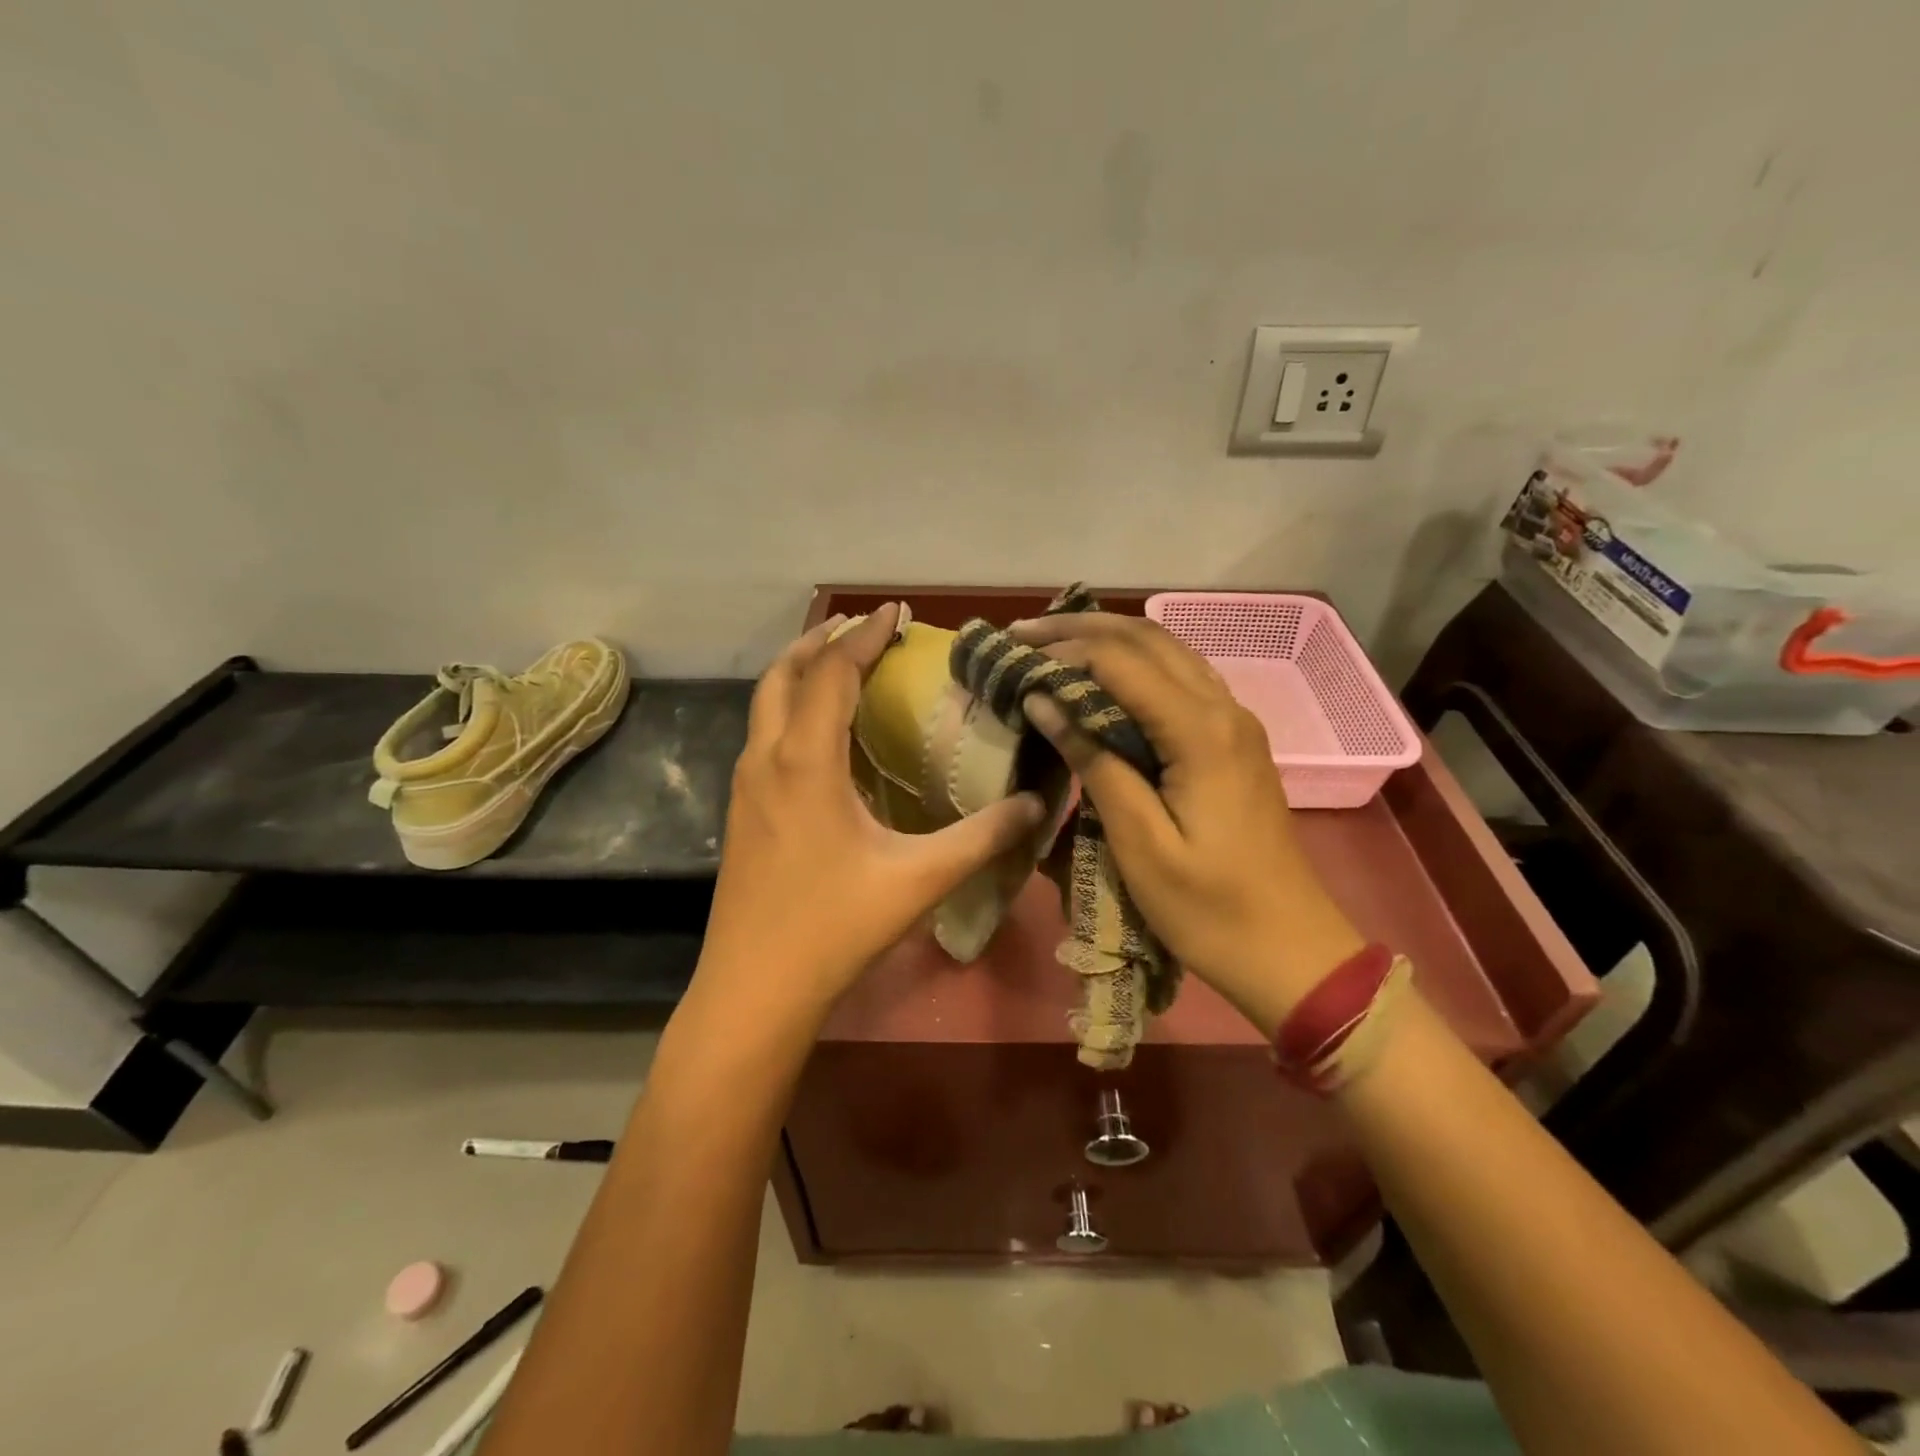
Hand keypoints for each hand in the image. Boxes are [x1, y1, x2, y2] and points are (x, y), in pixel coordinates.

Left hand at [696, 604, 1047, 1024]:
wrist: (753, 989)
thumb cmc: (834, 928)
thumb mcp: (920, 879)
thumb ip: (983, 837)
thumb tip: (1038, 803)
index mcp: (806, 762)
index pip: (832, 674)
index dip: (865, 636)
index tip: (896, 612)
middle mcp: (766, 760)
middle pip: (783, 675)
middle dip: (821, 641)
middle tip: (862, 628)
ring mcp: (745, 786)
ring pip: (765, 705)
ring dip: (800, 674)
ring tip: (840, 666)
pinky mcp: (740, 812)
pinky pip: (763, 736)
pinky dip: (790, 710)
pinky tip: (821, 737)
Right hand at [1013, 613, 1362, 1031]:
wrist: (1291, 950)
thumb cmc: (1209, 909)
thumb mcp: (1141, 844)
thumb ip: (1095, 764)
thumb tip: (1045, 702)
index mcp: (1201, 732)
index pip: (1121, 662)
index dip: (1063, 653)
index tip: (1013, 660)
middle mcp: (1223, 709)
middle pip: (1147, 640)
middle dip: (1081, 629)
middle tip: (1022, 632)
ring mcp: (1234, 722)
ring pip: (1167, 653)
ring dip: (1108, 641)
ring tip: (1052, 643)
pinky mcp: (1232, 741)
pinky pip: (1179, 681)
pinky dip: (1134, 666)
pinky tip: (1102, 677)